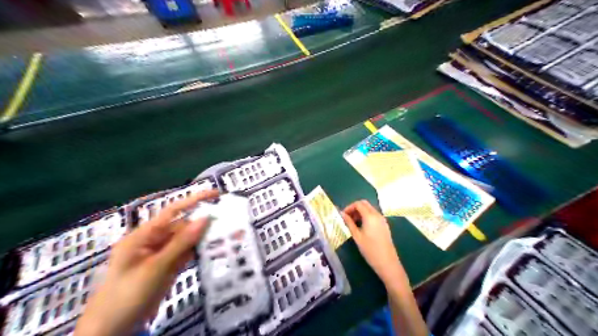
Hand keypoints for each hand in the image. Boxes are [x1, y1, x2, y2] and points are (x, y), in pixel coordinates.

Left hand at [75, 189, 218, 335]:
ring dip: (204, 237)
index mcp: (144, 235)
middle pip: (183, 226)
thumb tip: (205, 218)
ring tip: (227, 234)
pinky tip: (215, 249)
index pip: (172, 211)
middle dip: (204, 223)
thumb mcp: (155, 267)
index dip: (194, 200)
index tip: (215, 194)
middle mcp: (154, 241)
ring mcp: (162, 254)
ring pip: (187, 240)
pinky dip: (199, 251)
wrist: (112, 330)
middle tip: (228, 220)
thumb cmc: (127, 295)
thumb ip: (181, 242)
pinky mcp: (168, 267)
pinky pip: (186, 254)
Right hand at [341, 201, 406, 286]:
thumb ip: (349, 223)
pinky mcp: (384, 225)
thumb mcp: (357, 236)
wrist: (387, 262)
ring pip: (370, 209)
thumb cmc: (370, 250)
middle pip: (365, 204)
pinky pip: (374, 215)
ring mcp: (382, 219)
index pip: (358, 204)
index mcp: (370, 216)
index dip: (349, 207)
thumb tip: (341, 214)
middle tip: (347, 218)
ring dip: (360, 212)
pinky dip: (366, 216)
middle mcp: (377, 215)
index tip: (343, 215)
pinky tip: (361, 227)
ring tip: (353, 223)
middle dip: (355, 208)